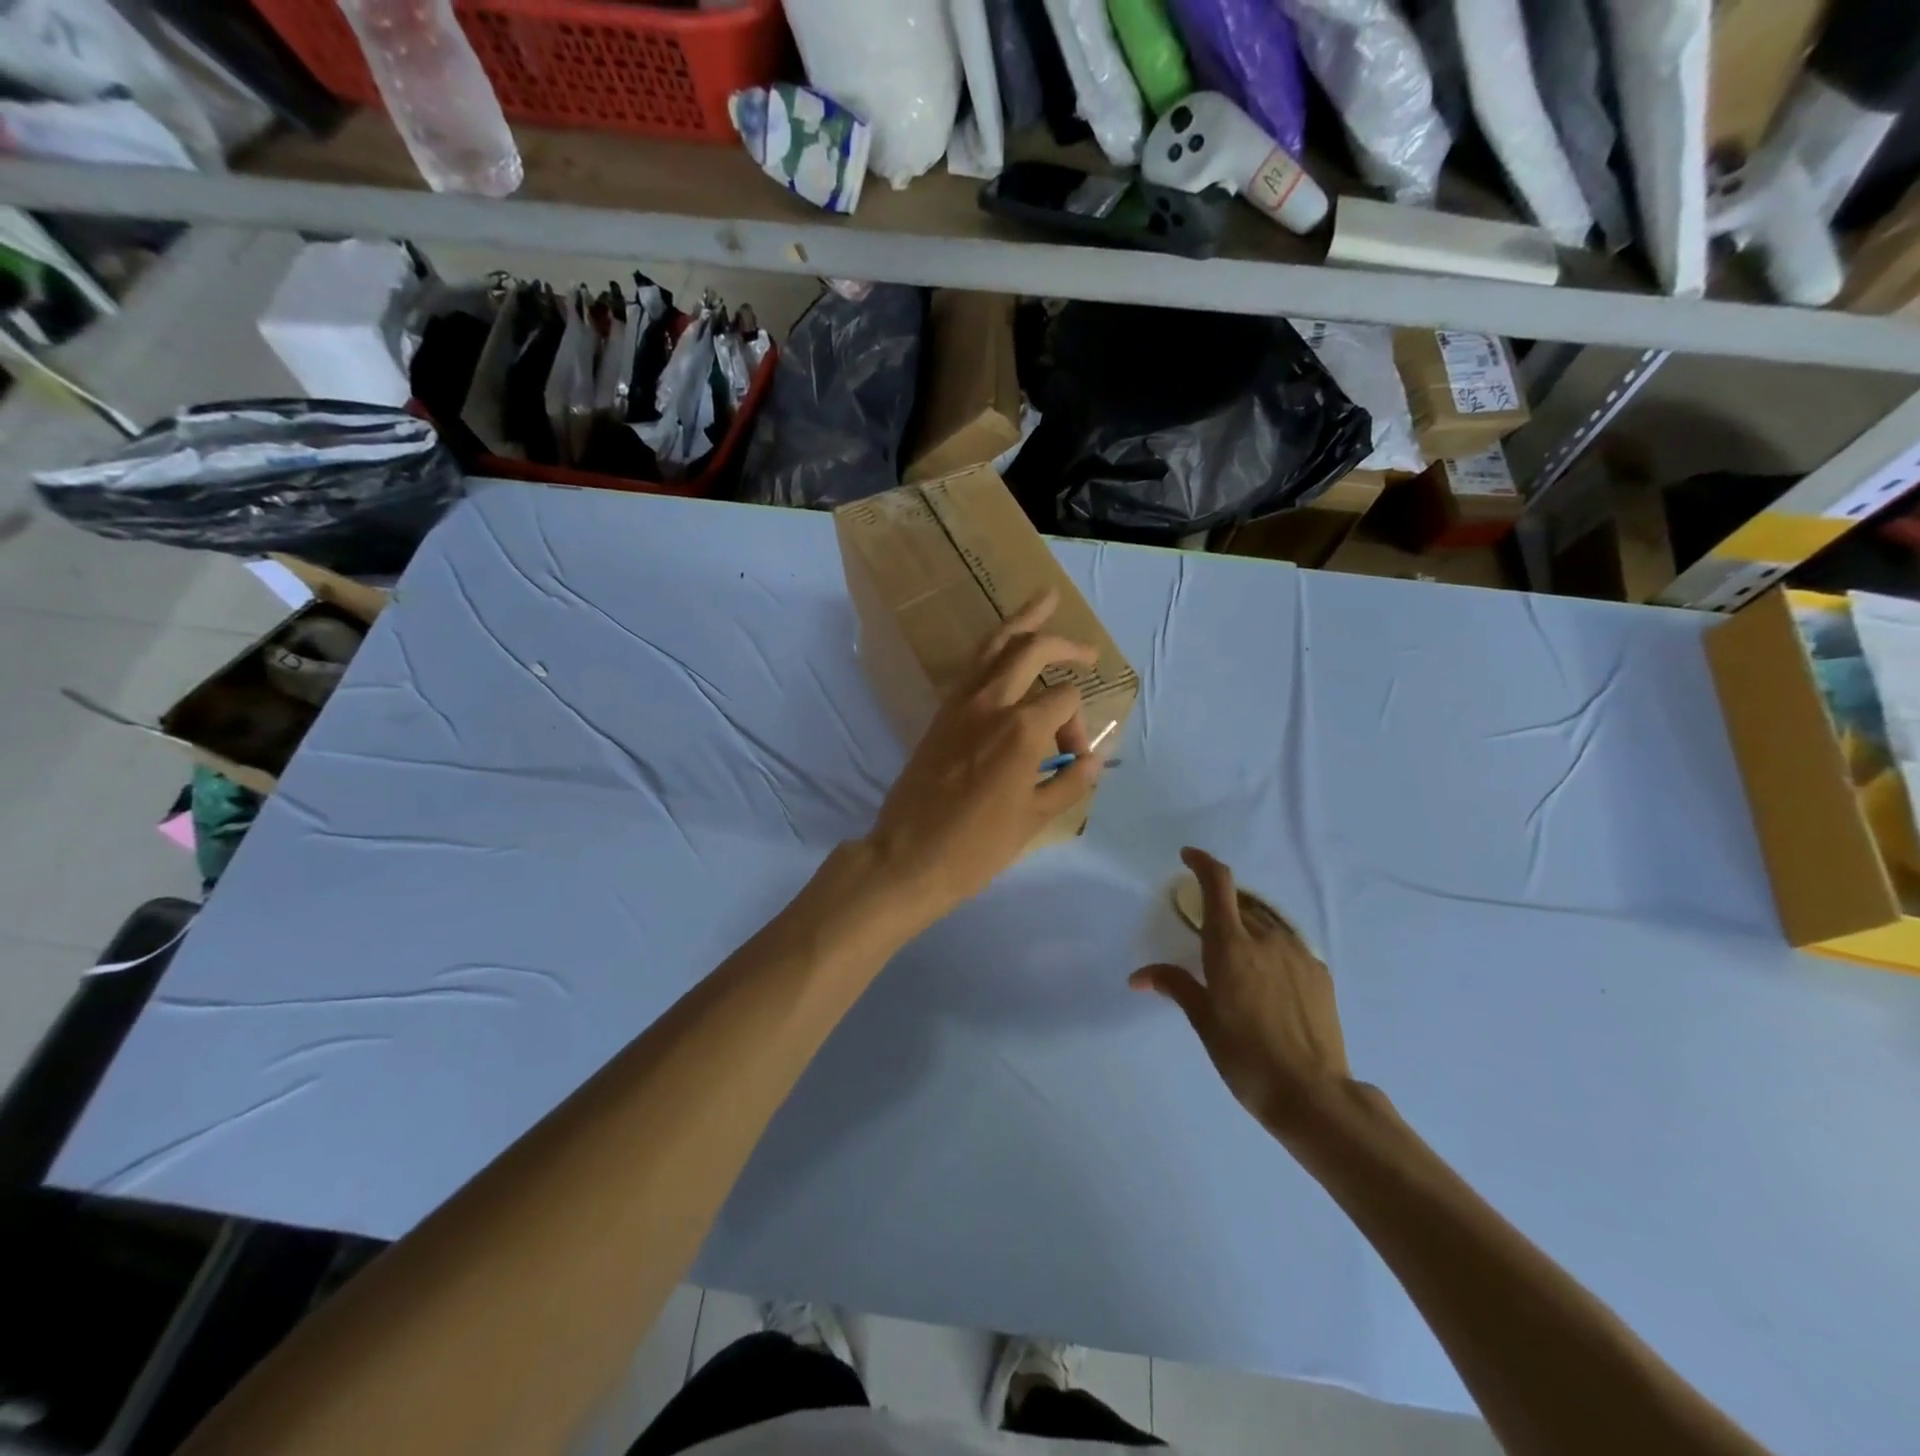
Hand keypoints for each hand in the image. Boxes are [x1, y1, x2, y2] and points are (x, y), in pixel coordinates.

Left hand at [862, 590, 1101, 929]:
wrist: (909, 855)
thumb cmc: (977, 845)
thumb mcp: (1035, 819)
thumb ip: (1069, 783)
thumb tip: (1094, 760)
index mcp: (1021, 728)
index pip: (1065, 702)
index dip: (1079, 727)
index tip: (1071, 760)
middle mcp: (991, 703)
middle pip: (1031, 650)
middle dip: (1064, 644)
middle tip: (1088, 650)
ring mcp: (960, 704)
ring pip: (993, 646)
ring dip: (1021, 622)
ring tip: (1043, 600)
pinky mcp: (940, 714)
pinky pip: (971, 668)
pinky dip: (992, 651)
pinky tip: (1003, 650)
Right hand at [1131, 847, 1349, 1135]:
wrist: (1314, 1094)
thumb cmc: (1246, 1057)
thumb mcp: (1204, 1022)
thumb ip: (1176, 986)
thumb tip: (1139, 976)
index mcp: (1231, 946)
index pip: (1217, 884)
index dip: (1202, 863)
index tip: (1188, 857)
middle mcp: (1266, 938)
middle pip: (1241, 904)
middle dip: (1222, 907)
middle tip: (1208, 935)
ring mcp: (1298, 953)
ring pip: (1266, 924)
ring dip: (1248, 928)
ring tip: (1238, 961)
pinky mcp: (1319, 972)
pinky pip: (1288, 946)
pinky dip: (1271, 949)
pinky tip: (1268, 981)